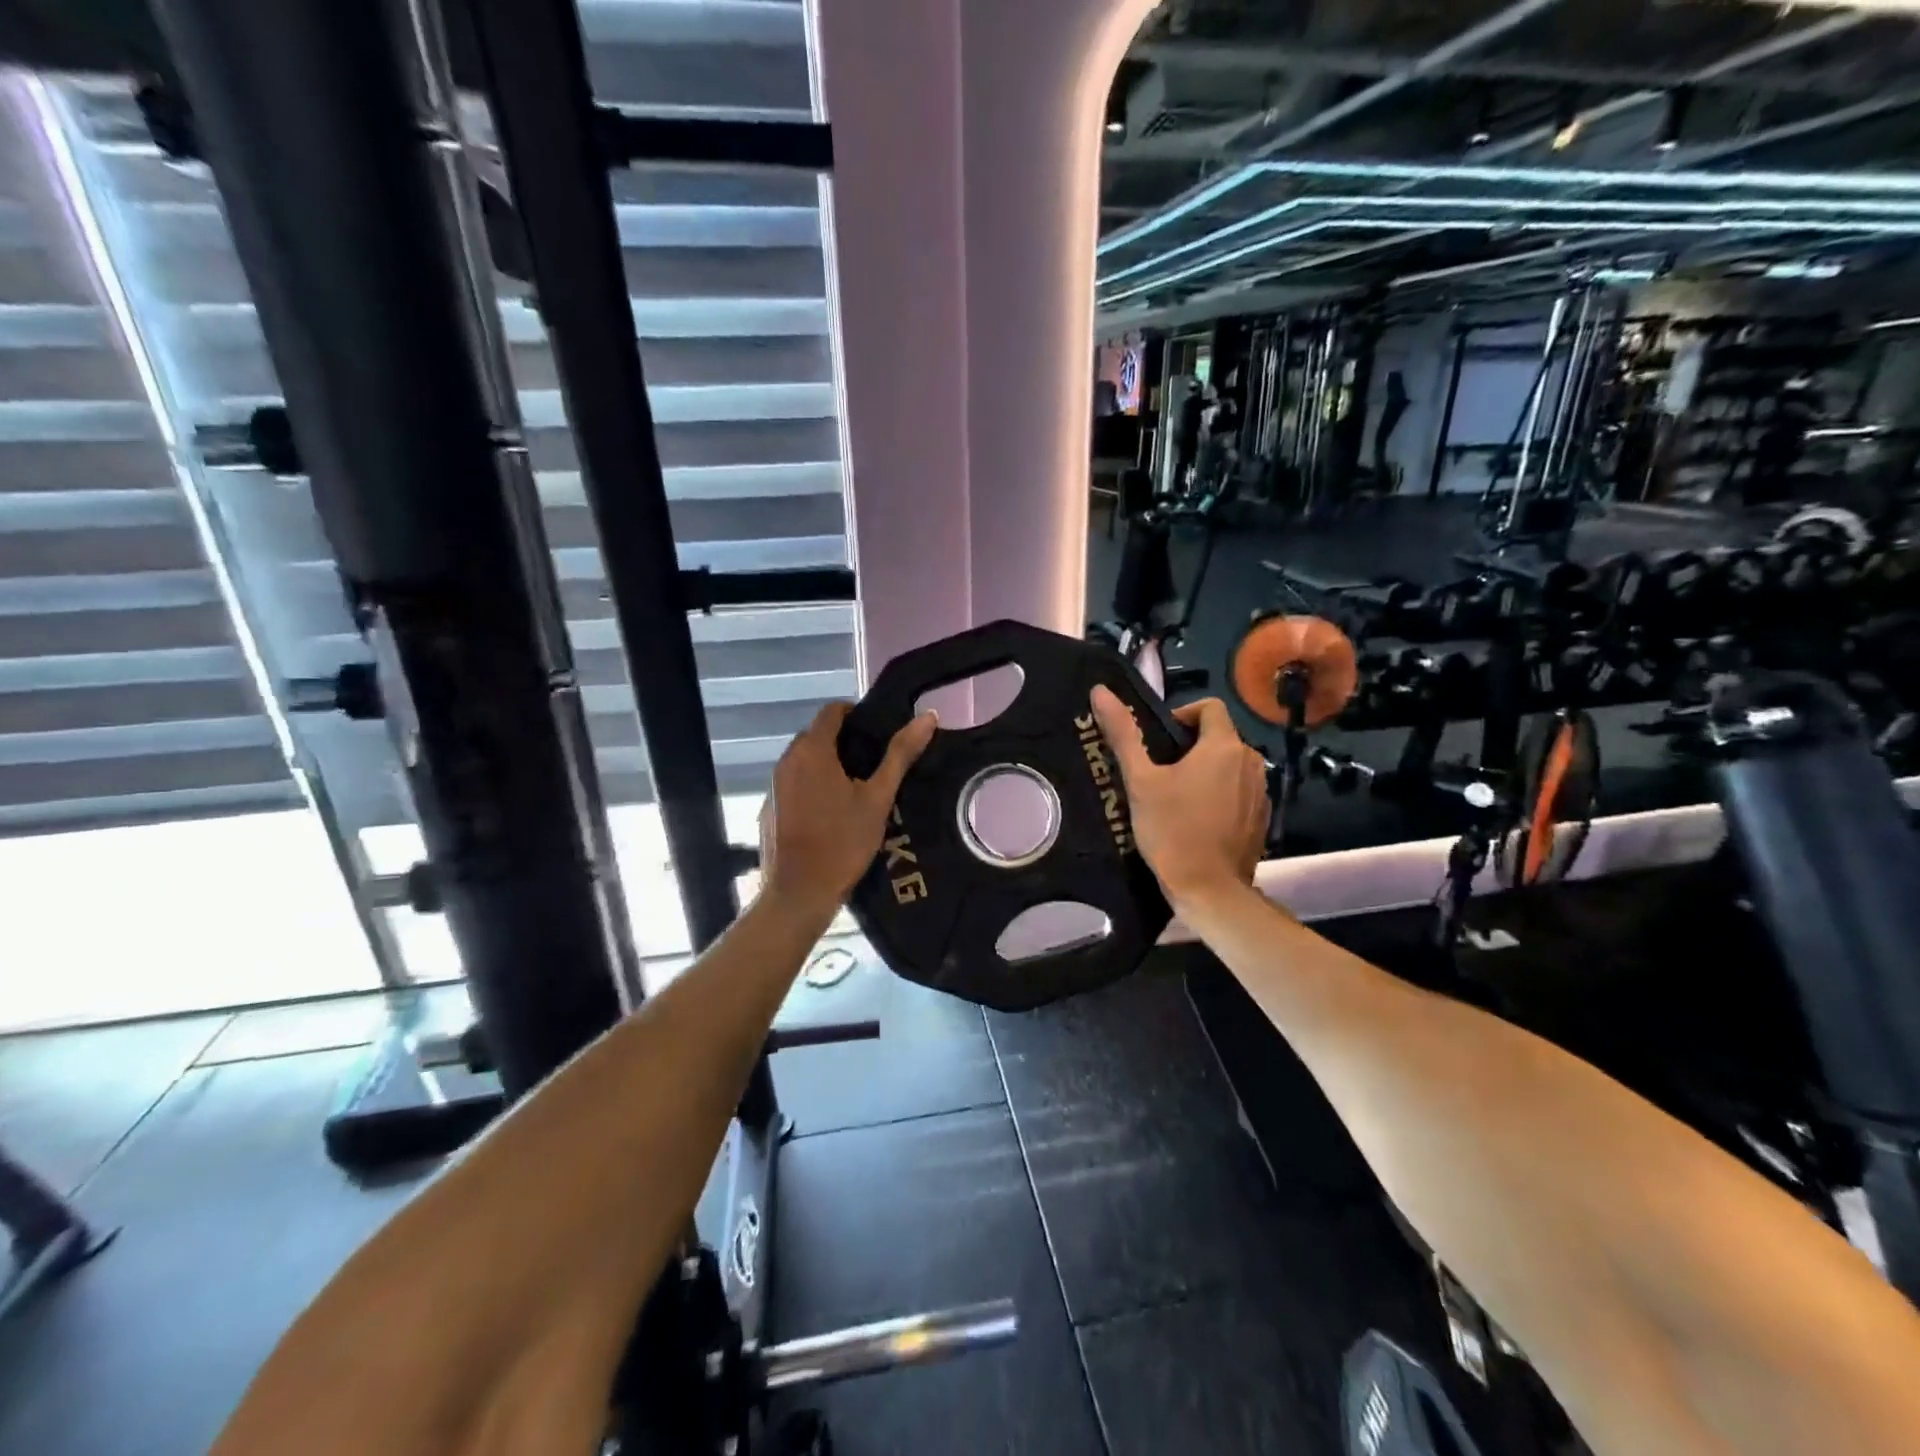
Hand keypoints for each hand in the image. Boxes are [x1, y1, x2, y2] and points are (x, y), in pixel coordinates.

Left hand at [758, 702, 936, 919]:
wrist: (799, 893)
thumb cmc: (843, 842)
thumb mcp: (878, 798)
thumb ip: (901, 754)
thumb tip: (927, 716)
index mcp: (812, 750)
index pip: (832, 711)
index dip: (856, 714)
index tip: (879, 731)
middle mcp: (786, 760)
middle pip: (816, 735)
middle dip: (844, 740)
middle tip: (874, 761)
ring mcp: (773, 785)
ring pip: (804, 760)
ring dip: (827, 764)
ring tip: (857, 786)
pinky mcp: (768, 808)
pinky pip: (793, 784)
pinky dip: (811, 786)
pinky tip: (831, 812)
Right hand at [1089, 687, 1269, 910]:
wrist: (1209, 890)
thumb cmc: (1172, 830)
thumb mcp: (1141, 781)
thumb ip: (1124, 734)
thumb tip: (1100, 691)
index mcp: (1224, 746)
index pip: (1209, 707)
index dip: (1182, 715)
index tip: (1160, 741)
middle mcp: (1251, 762)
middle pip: (1219, 737)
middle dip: (1190, 747)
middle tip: (1159, 773)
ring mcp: (1262, 792)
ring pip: (1230, 765)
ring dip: (1206, 771)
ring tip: (1176, 797)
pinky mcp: (1262, 818)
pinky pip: (1239, 792)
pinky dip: (1220, 795)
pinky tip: (1197, 820)